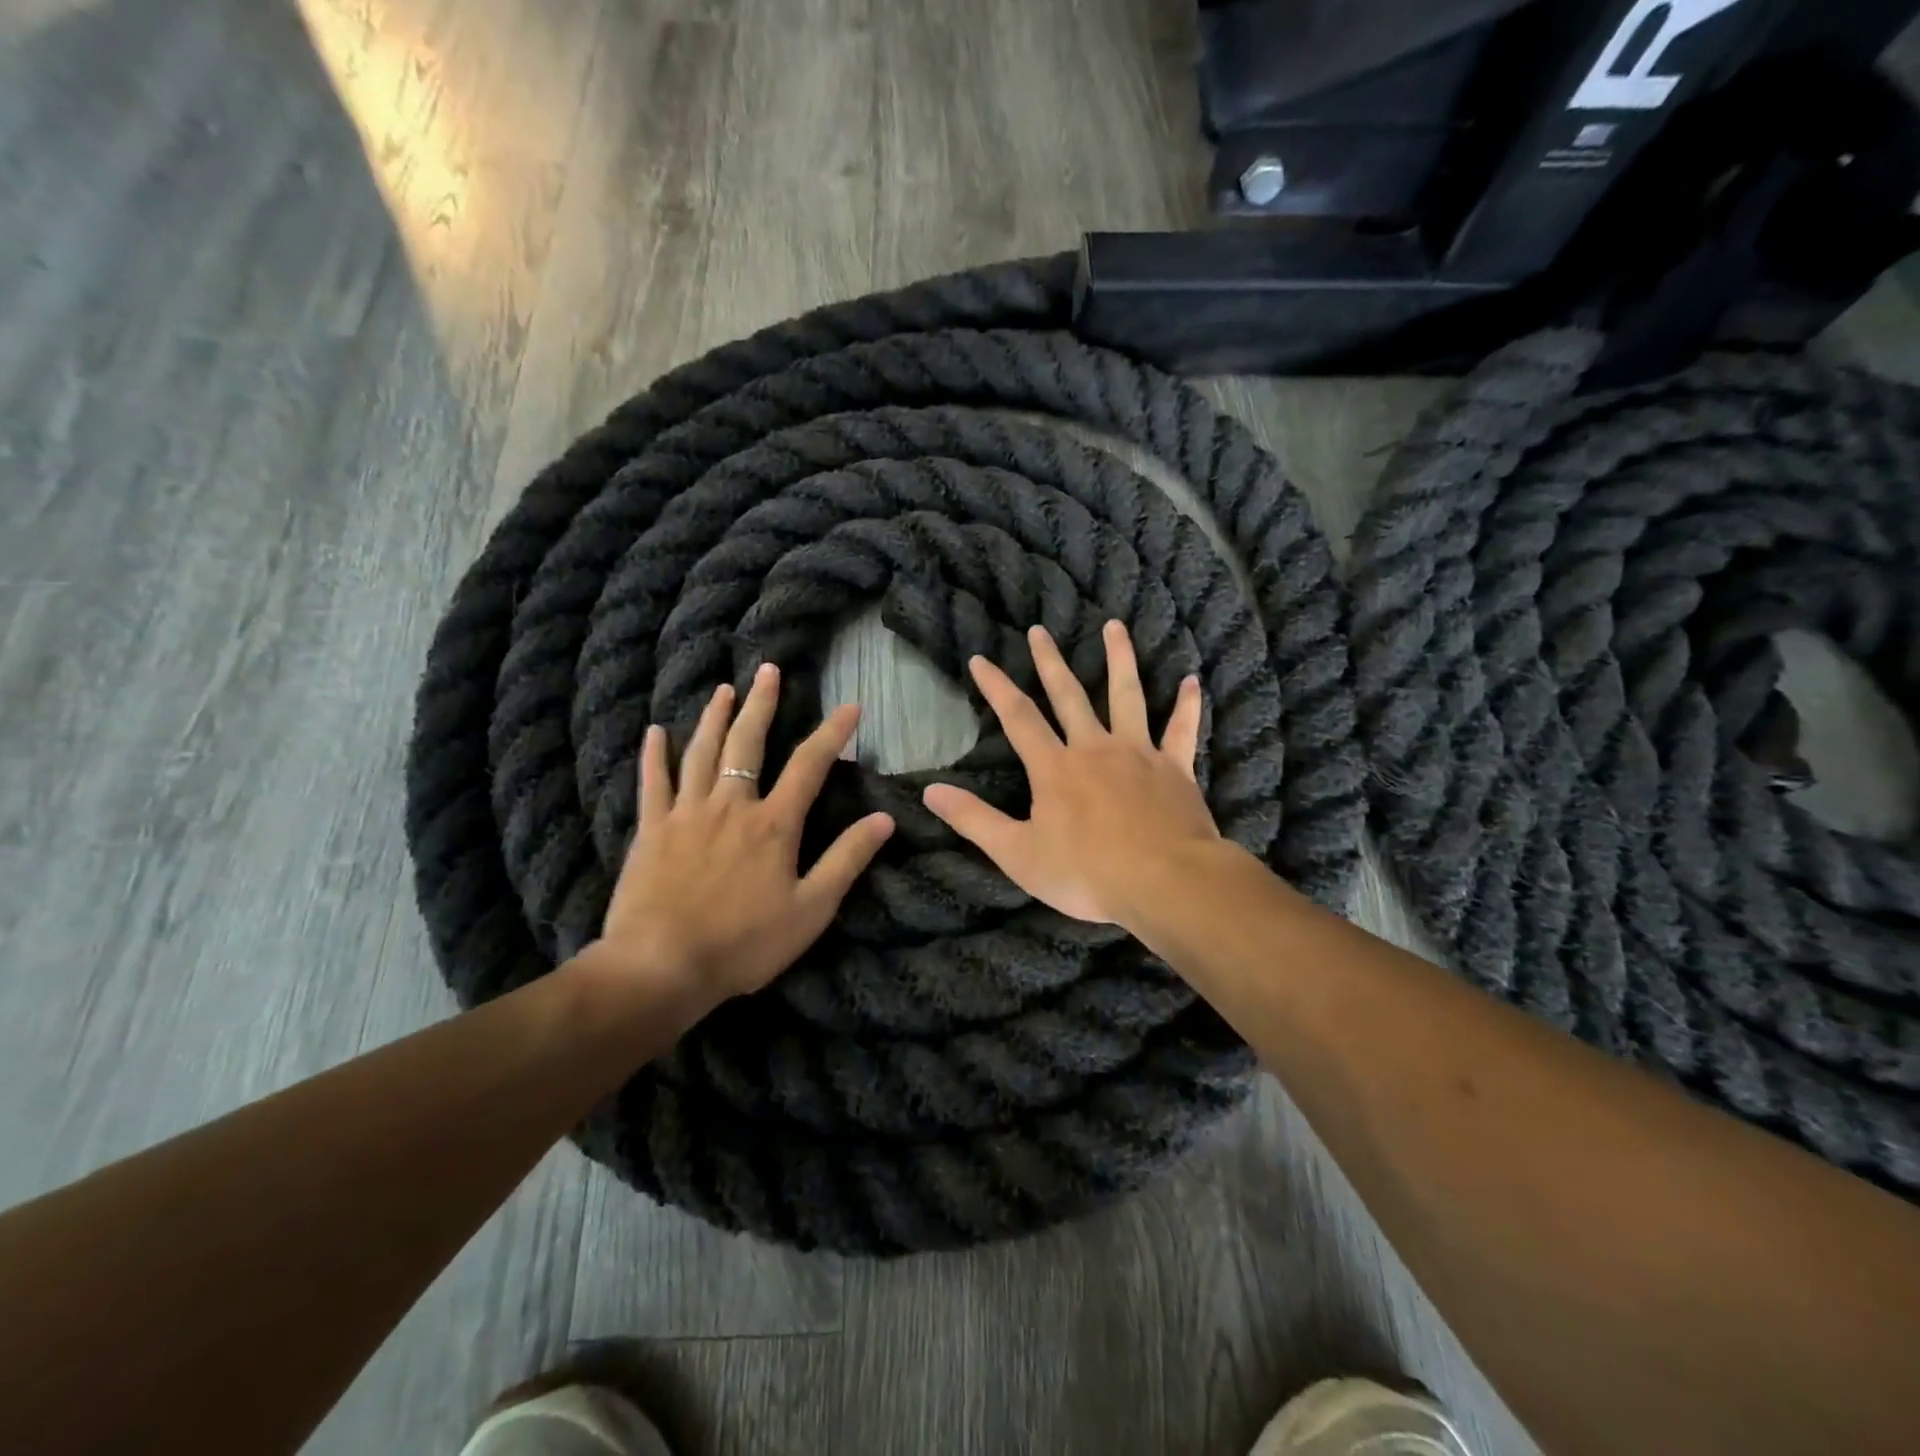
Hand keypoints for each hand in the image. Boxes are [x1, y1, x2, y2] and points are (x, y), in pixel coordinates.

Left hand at [590, 664, 894, 1007]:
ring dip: (714, 717)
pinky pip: (653, 783)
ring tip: (725, 690)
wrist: (662, 966)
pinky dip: (655, 755)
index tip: (850, 706)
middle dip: (762, 705)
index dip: (832, 733)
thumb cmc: (744, 943)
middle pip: (747, 744)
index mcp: (773, 824)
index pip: (809, 765)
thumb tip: (884, 820)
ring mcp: (686, 813)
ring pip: (701, 753)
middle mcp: (731, 805)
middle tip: (769, 670)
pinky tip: (655, 731)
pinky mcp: (651, 830)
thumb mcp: (812, 909)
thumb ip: (847, 860)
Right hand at [923, 621, 1217, 925]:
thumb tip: (929, 792)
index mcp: (1055, 768)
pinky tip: (1192, 681)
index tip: (981, 659)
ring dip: (1119, 659)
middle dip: (1050, 661)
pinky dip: (1187, 705)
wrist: (1165, 883)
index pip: (1018, 718)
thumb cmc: (1087, 874)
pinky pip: (1182, 730)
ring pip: (1127, 696)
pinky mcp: (1175, 769)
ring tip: (1114, 626)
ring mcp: (1139, 754)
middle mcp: (1095, 749)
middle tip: (1040, 630)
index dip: (997, 687)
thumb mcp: (1018, 854)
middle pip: (1069, 695)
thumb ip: (974, 820)